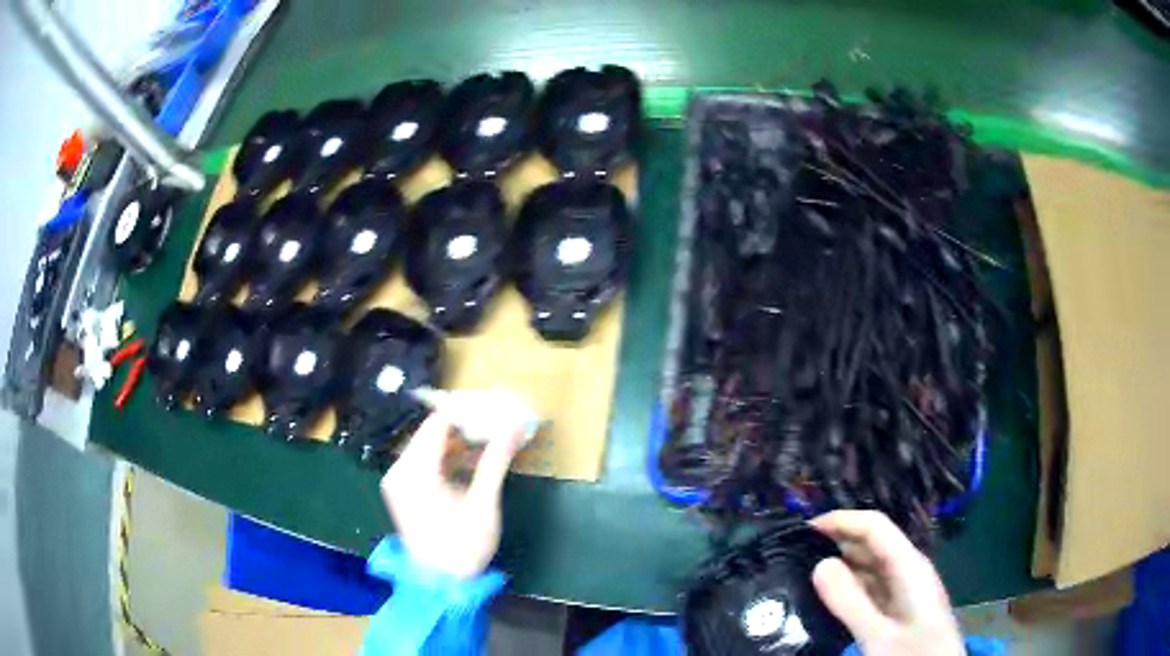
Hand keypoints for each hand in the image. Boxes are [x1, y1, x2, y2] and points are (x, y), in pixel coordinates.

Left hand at [380, 412, 523, 579]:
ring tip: (486, 444)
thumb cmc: (463, 545)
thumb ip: (495, 462)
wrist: (440, 583)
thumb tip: (515, 427)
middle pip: (430, 433)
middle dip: (462, 427)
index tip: (492, 409)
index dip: (465, 413)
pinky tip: (467, 465)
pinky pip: (421, 462)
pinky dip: (443, 459)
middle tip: (494, 425)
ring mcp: (396, 480)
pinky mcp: (400, 491)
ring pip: (426, 447)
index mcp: (416, 471)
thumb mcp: (483, 504)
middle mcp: (399, 469)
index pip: (438, 424)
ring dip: (454, 443)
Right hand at [810, 511, 963, 655]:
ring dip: (841, 564)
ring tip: (805, 571)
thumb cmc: (913, 654)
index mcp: (909, 566)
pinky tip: (828, 596)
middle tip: (796, 551)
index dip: (842, 521)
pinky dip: (849, 586)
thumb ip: (849, 601)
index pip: (875, 527)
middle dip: (838, 540)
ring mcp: (905, 589)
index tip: (804, 529)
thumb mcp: (877, 635)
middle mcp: (908, 570)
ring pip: (870, 566)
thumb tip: (820, 564)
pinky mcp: (899, 607)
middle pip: (873, 542)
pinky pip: (871, 587)